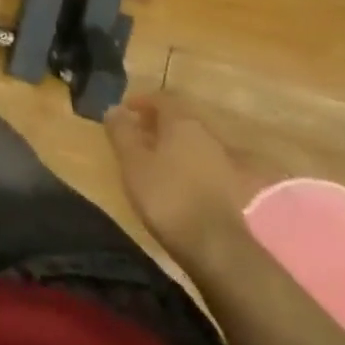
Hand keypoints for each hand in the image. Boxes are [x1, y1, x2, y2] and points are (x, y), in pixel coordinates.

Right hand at [104, 93, 250, 268]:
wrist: (216, 246)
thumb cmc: (167, 196)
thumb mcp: (133, 162)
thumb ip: (122, 132)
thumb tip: (114, 108)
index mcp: (182, 122)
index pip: (162, 98)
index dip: (141, 101)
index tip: (125, 111)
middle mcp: (206, 134)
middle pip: (179, 119)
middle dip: (156, 123)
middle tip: (135, 135)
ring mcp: (223, 161)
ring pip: (191, 142)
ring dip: (171, 145)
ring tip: (150, 160)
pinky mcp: (230, 187)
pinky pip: (201, 163)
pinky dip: (184, 164)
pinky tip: (173, 182)